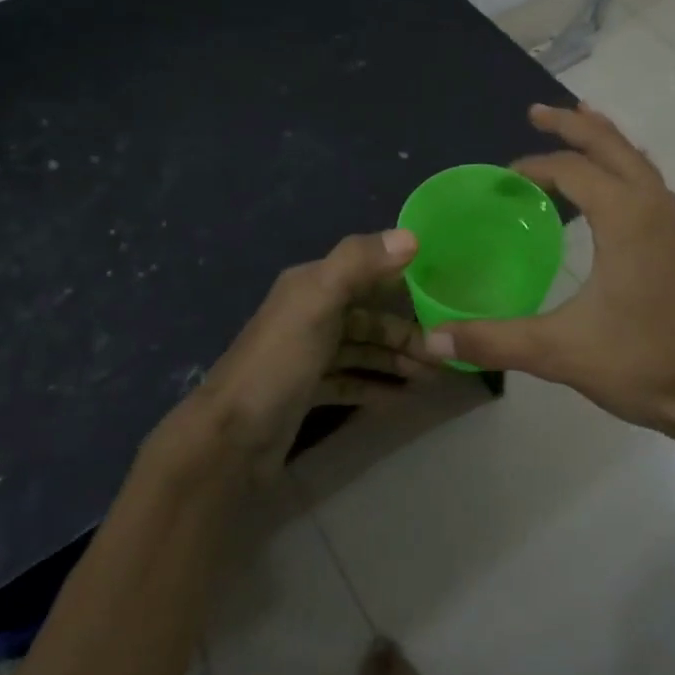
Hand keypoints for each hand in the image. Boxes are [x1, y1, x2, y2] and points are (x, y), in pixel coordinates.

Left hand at [187, 229, 428, 471]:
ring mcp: (307, 354)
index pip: (367, 272)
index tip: (446, 296)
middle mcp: (310, 313)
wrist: (229, 439)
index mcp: (311, 284)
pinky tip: (402, 400)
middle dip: (407, 332)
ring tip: (432, 378)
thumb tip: (412, 236)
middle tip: (445, 355)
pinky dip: (376, 386)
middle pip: (369, 316)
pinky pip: (350, 381)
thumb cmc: (279, 362)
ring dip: (396, 360)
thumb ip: (359, 263)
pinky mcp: (306, 391)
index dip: (405, 280)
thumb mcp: (318, 302)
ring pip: (363, 350)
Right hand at [416, 104, 674, 444]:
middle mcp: (654, 204)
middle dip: (571, 124)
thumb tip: (432, 338)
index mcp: (626, 216)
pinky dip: (621, 163)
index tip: (503, 179)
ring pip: (634, 158)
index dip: (534, 166)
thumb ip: (493, 340)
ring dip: (602, 138)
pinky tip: (608, 182)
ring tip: (575, 121)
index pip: (572, 169)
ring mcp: (674, 220)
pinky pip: (647, 179)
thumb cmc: (643, 363)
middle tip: (536, 112)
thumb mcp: (560, 352)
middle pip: (610, 144)